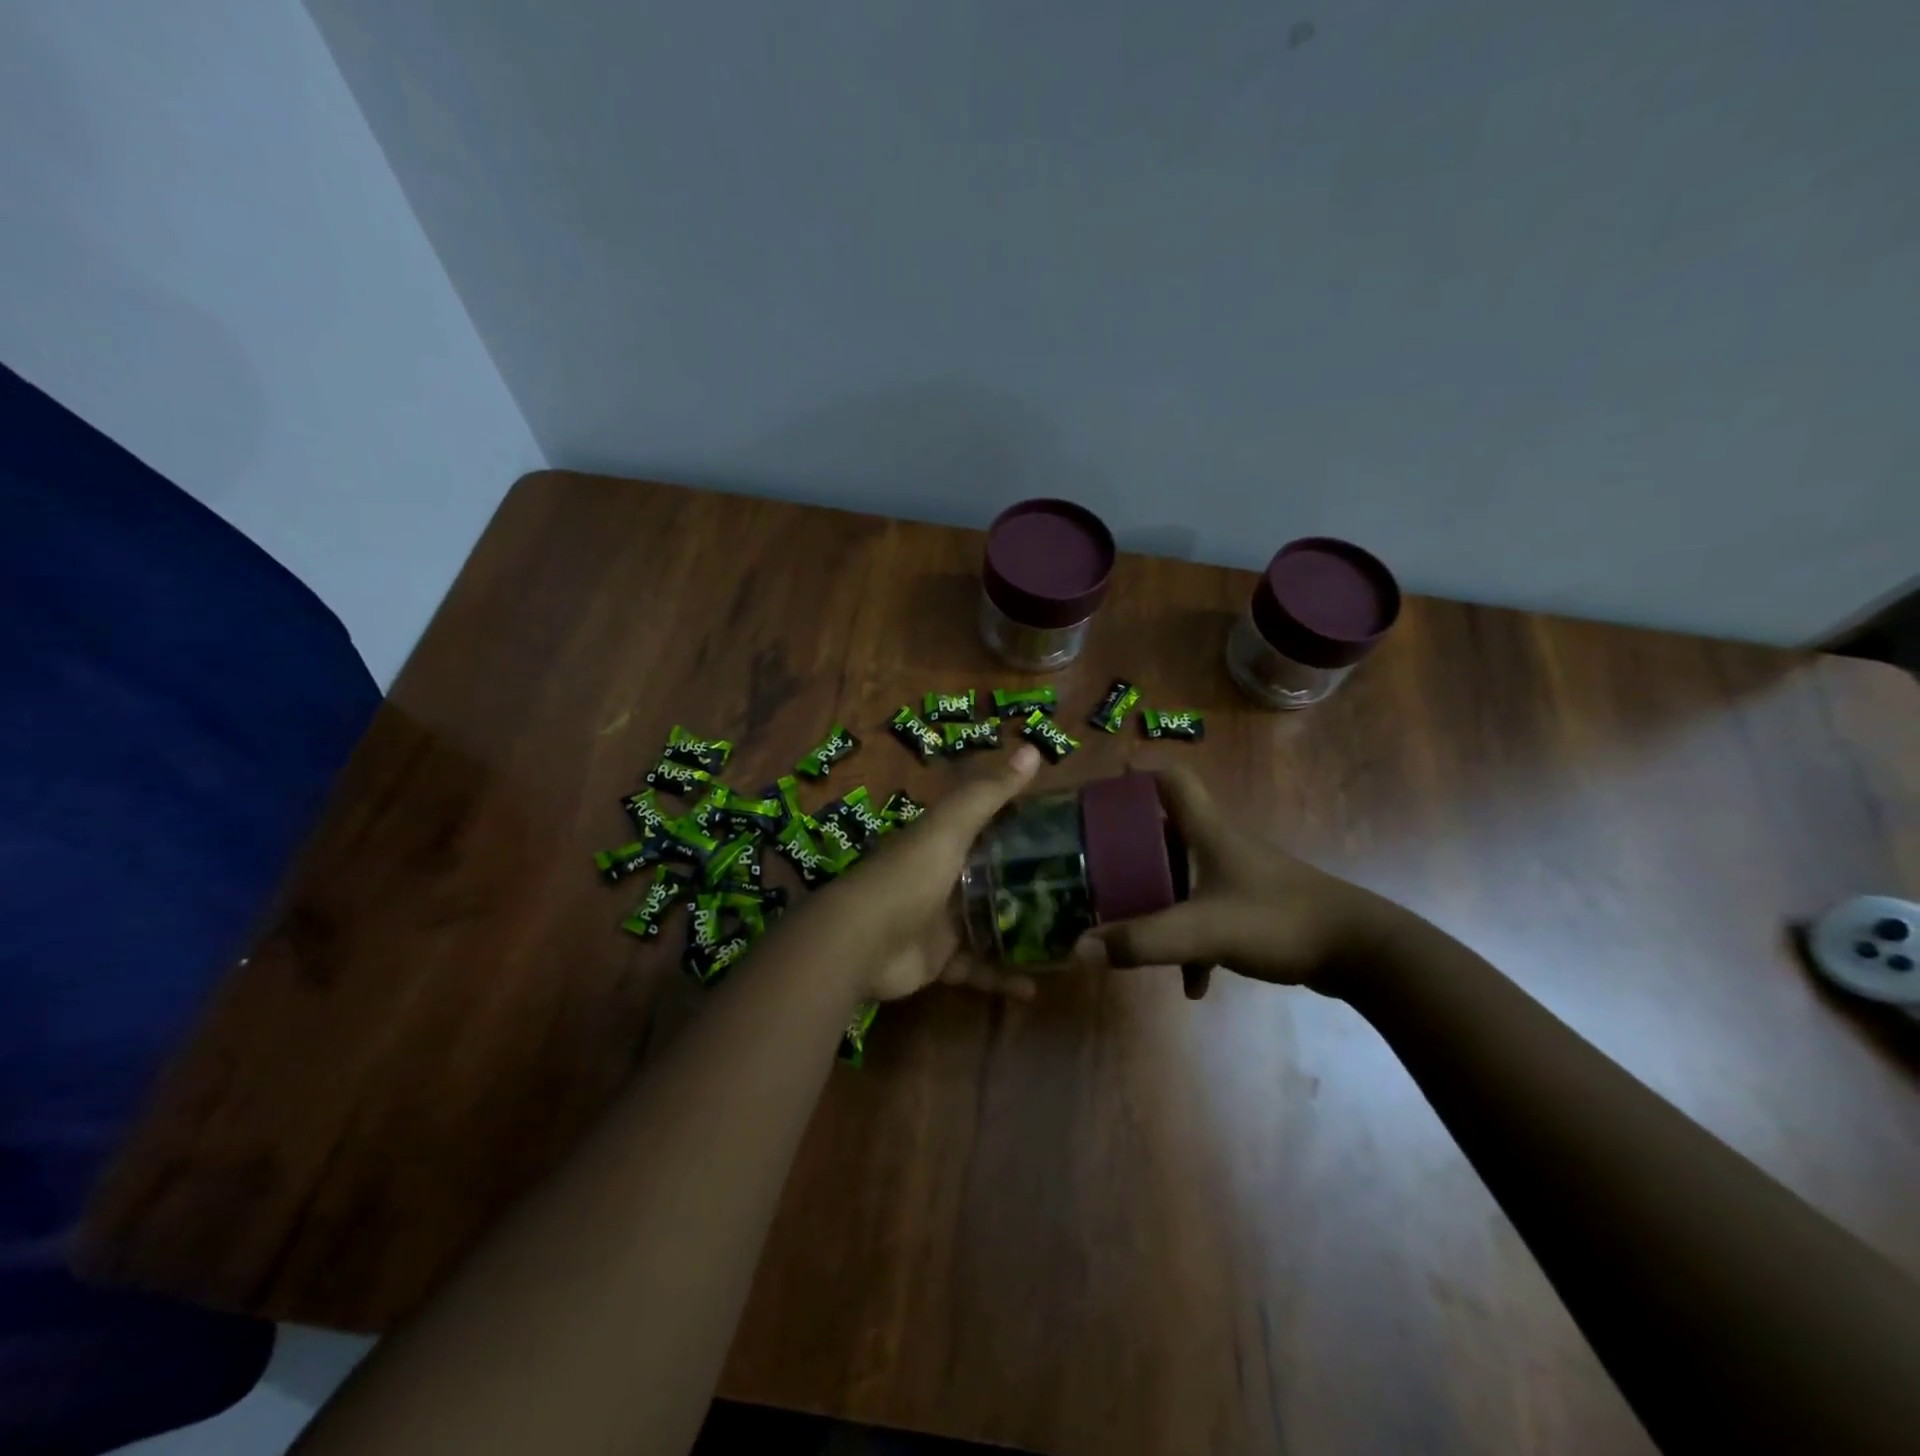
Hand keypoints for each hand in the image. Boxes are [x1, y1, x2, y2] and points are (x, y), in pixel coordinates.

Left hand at [837, 743, 1044, 1002]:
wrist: (860, 942)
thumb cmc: (909, 876)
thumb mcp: (950, 827)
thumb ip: (989, 793)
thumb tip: (1032, 748)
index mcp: (944, 842)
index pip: (988, 827)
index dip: (1021, 824)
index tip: (1065, 830)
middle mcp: (943, 878)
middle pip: (992, 878)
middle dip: (1028, 884)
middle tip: (1077, 891)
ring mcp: (941, 922)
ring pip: (989, 925)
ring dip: (1020, 933)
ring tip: (1065, 939)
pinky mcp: (940, 961)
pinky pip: (978, 969)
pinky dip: (1002, 979)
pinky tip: (1035, 988)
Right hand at [1076, 765, 1407, 999]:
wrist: (1361, 951)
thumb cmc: (1278, 920)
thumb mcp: (1202, 931)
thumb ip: (1142, 940)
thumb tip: (1079, 948)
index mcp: (1209, 831)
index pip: (1171, 780)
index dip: (1137, 777)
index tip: (1103, 790)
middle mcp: (1223, 845)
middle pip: (1169, 830)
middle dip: (1134, 848)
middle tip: (1099, 866)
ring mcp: (1242, 877)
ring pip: (1187, 876)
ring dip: (1161, 898)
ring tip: (1132, 927)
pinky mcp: (1257, 907)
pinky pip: (1210, 914)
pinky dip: (1194, 941)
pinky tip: (1193, 983)